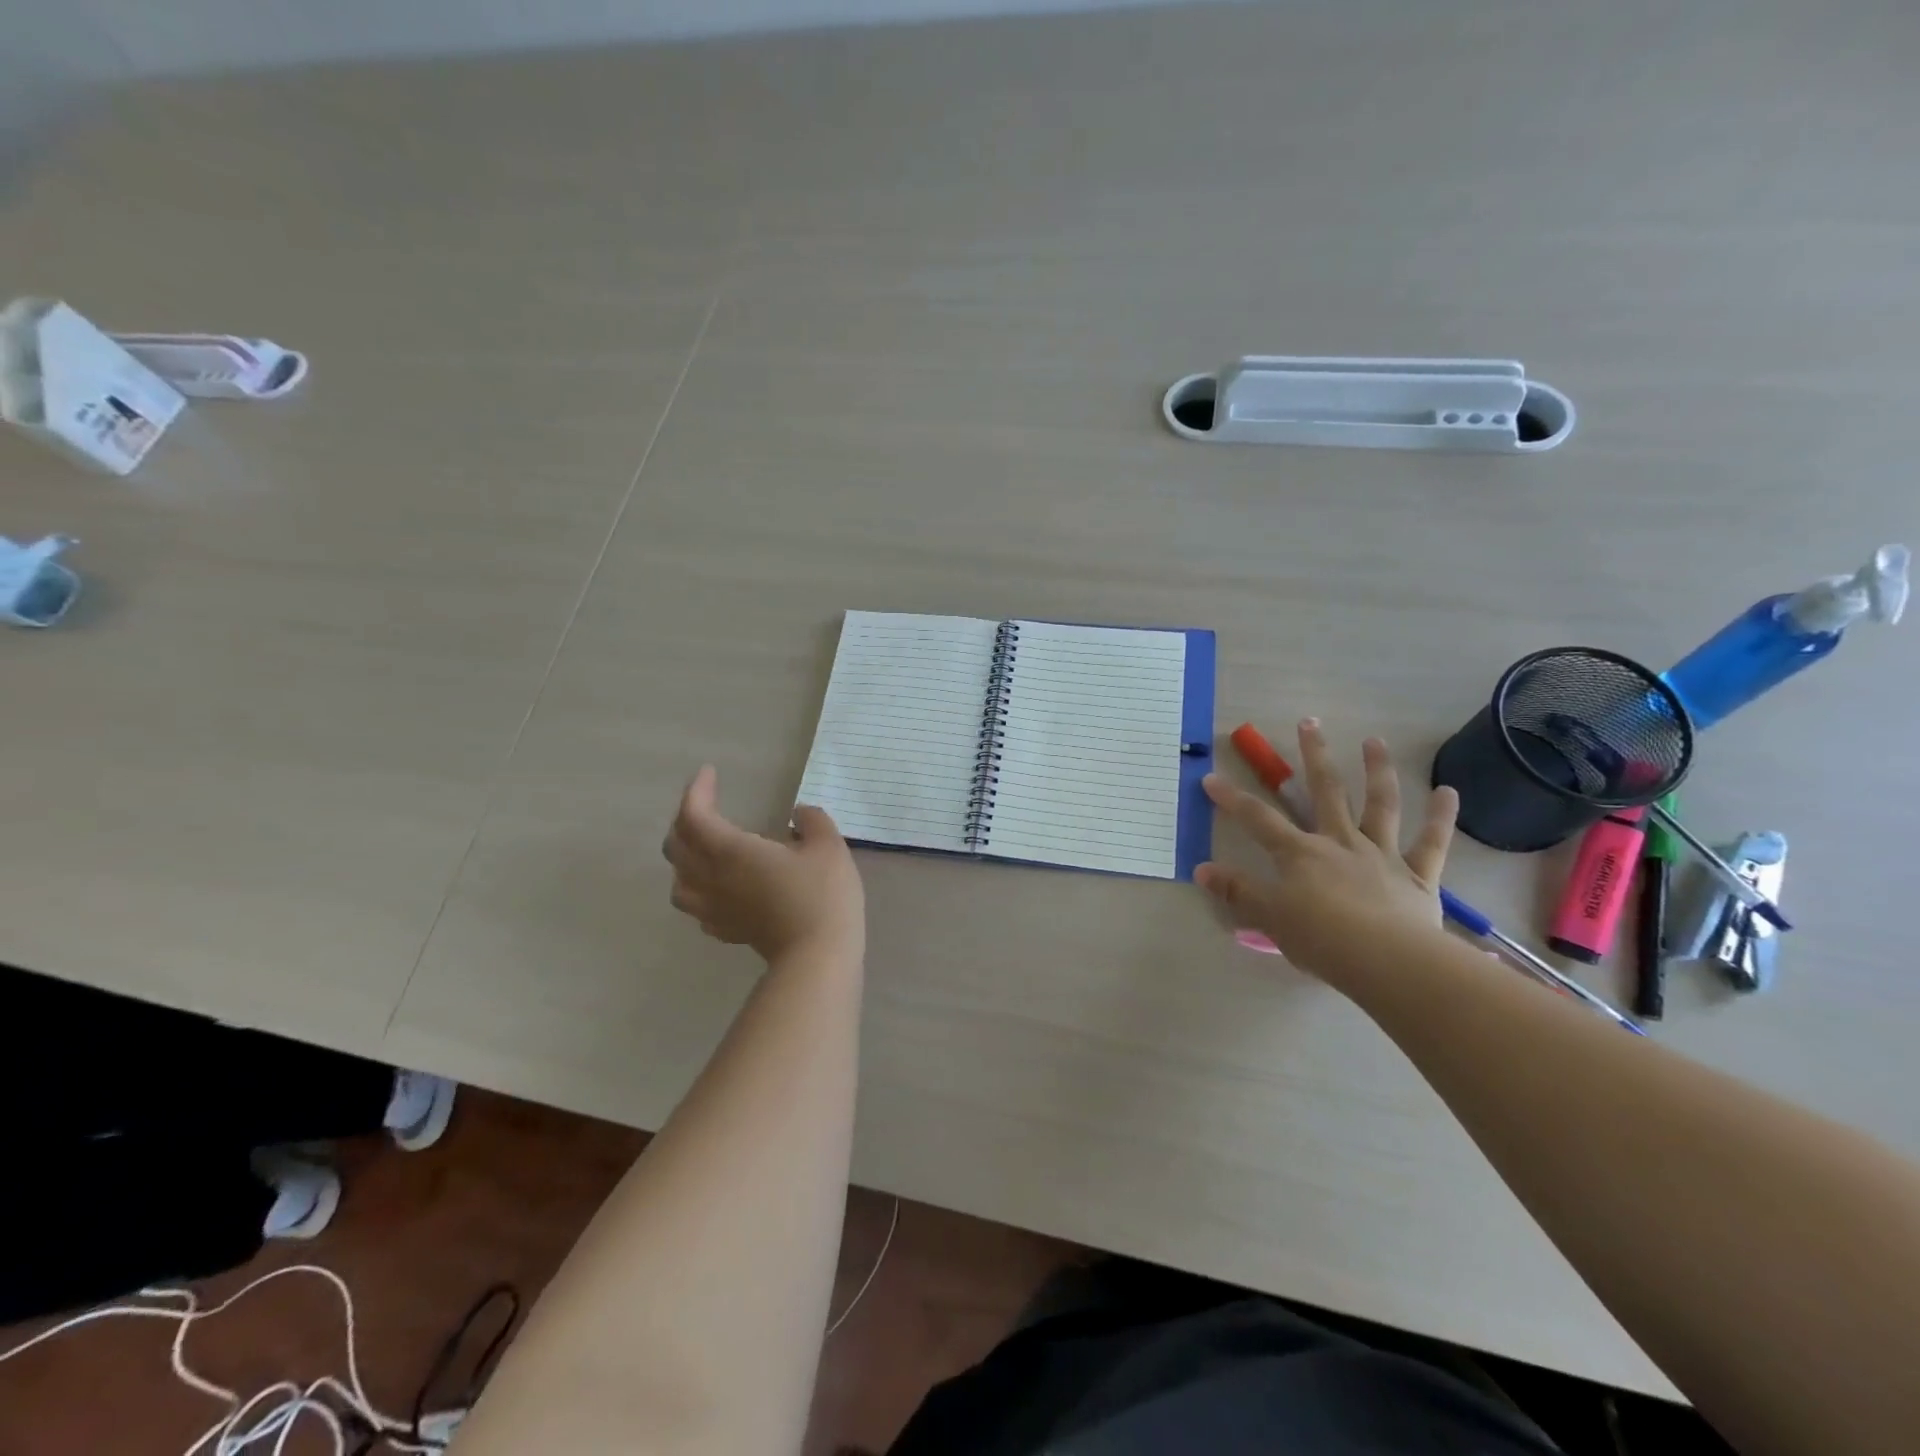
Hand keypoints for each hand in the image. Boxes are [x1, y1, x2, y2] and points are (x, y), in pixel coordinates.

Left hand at [664, 766, 865, 964]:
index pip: (694, 815)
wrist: (817, 956)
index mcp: (730, 851)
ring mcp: (715, 908)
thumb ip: (811, 821)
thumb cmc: (822, 895)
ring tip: (703, 847)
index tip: (710, 773)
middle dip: (685, 819)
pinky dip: (698, 888)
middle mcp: (712, 878)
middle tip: (707, 805)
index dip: (697, 791)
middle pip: (676, 846)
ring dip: (683, 857)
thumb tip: (798, 815)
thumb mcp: (828, 845)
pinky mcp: (726, 930)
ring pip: (678, 880)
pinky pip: (696, 905)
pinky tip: (719, 887)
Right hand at [1196, 720, 1457, 984]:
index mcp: (1300, 854)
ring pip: (1380, 805)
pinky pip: (1431, 842)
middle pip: (1325, 791)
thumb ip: (1237, 892)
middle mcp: (1340, 842)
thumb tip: (1201, 869)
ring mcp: (1381, 855)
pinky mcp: (1417, 876)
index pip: (1258, 820)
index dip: (1232, 799)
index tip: (1211, 778)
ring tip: (1374, 740)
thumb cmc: (1321, 940)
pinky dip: (1441, 817)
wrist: (1387, 962)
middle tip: (1309, 722)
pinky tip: (1448, 791)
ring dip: (1377, 770)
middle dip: (1314, 755)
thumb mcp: (1268, 917)